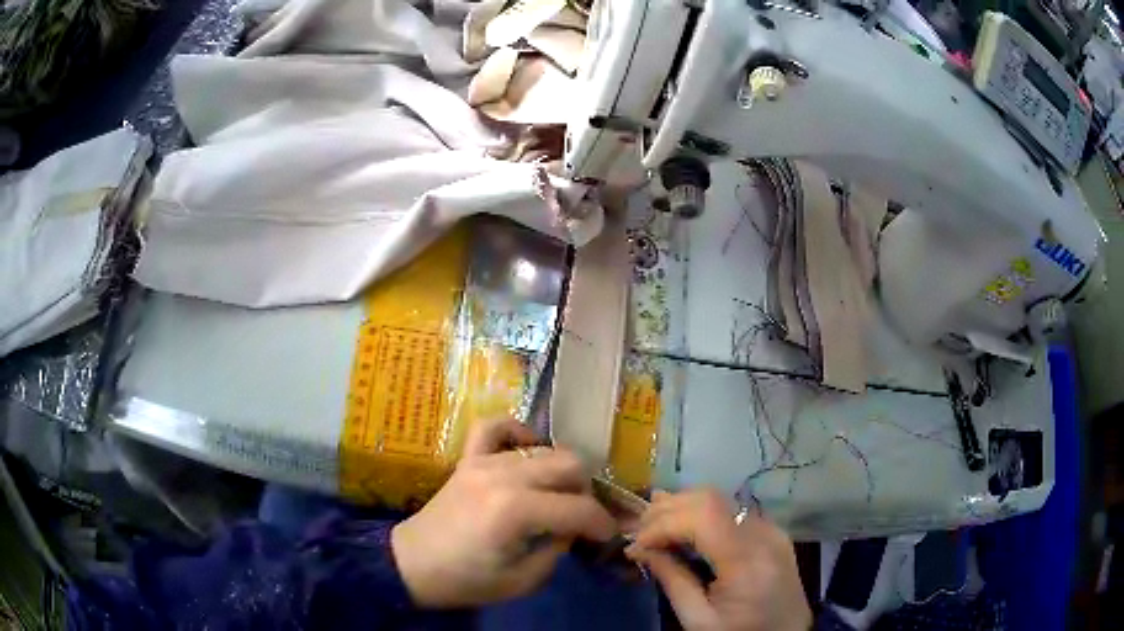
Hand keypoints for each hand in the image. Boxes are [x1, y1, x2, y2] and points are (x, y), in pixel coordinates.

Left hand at [391, 420, 615, 607]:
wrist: (412, 564)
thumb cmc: (466, 580)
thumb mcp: (522, 580)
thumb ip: (557, 549)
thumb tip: (572, 528)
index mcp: (516, 511)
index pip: (579, 508)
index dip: (602, 524)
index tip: (608, 536)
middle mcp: (503, 476)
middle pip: (569, 465)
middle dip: (586, 493)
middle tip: (581, 518)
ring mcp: (483, 461)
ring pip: (544, 449)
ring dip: (561, 472)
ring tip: (557, 496)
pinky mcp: (468, 458)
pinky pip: (495, 427)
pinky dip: (517, 432)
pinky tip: (527, 450)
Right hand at [626, 489, 811, 630]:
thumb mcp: (698, 620)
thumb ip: (671, 580)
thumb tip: (639, 549)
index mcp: (748, 560)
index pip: (702, 517)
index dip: (663, 524)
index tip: (634, 545)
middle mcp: (764, 534)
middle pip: (711, 499)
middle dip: (668, 509)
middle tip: (636, 529)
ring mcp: (771, 529)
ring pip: (721, 499)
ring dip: (683, 506)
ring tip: (651, 522)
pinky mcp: (772, 532)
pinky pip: (732, 511)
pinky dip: (702, 513)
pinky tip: (682, 524)